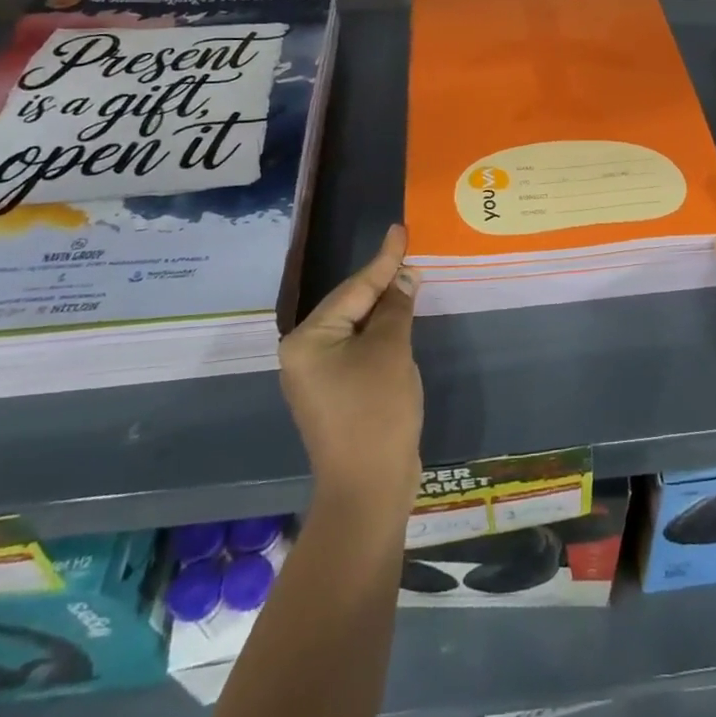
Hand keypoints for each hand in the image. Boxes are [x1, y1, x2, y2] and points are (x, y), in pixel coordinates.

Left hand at [281, 224, 422, 520]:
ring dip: (385, 306)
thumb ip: (396, 308)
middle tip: (410, 250)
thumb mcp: (390, 351)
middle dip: (383, 281)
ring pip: (357, 326)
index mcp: (308, 339)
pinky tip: (402, 317)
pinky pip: (360, 348)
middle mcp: (305, 353)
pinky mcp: (337, 391)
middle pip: (351, 305)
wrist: (369, 488)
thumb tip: (405, 276)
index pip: (354, 289)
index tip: (400, 229)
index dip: (383, 259)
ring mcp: (319, 375)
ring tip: (409, 275)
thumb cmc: (376, 412)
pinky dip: (382, 332)